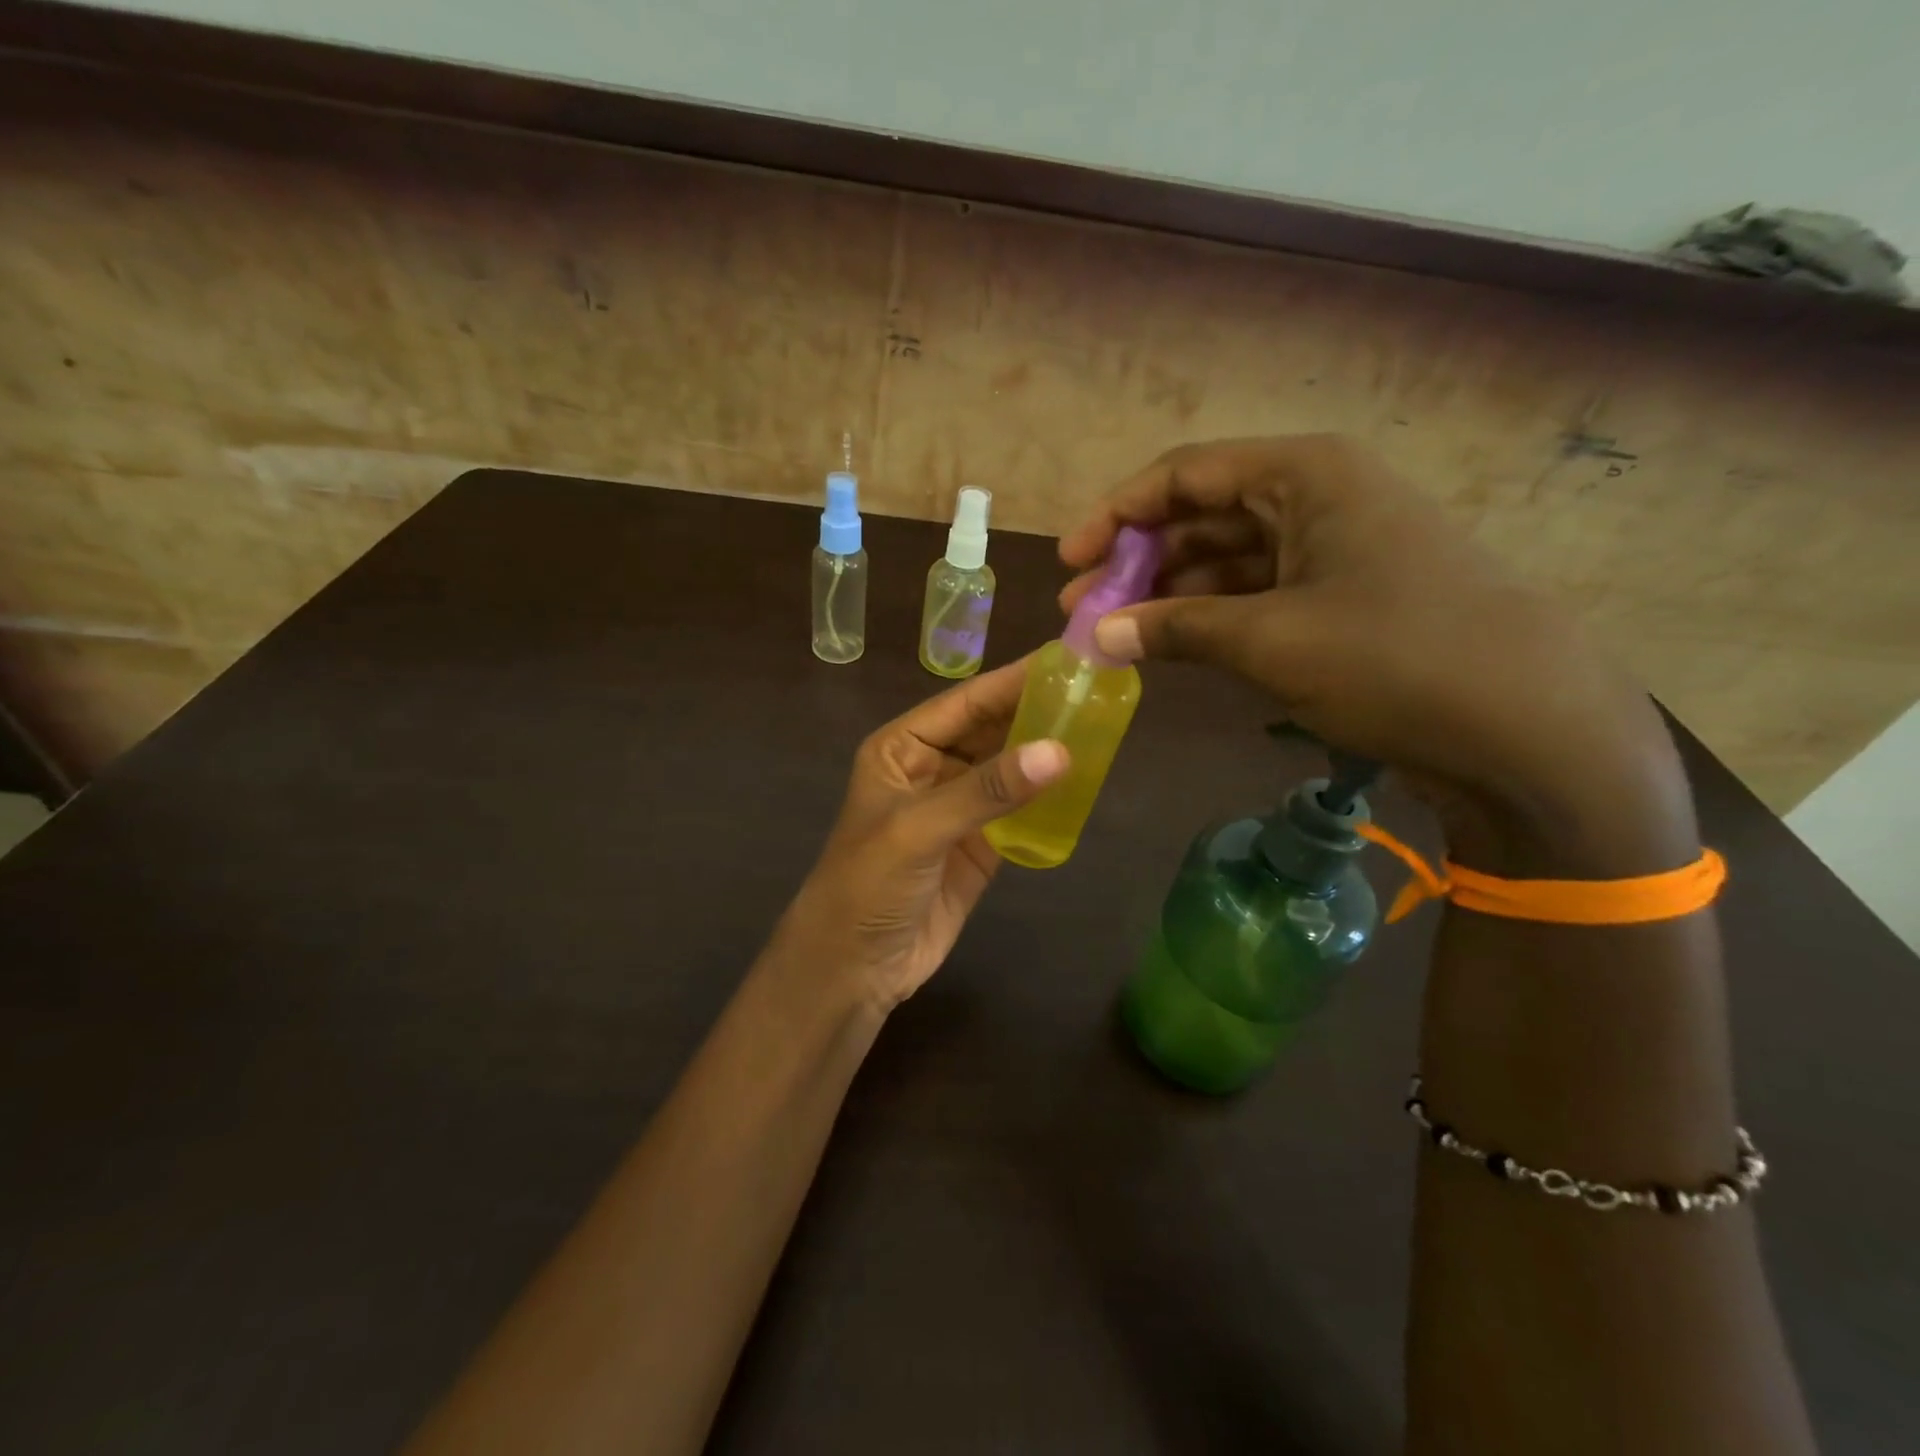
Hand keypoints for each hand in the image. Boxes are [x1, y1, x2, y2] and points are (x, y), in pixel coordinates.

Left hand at [773, 661, 1067, 1011]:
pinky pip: (1020, 811)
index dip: (1014, 680)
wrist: (854, 968)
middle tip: (1098, 690)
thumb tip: (1059, 751)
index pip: (966, 703)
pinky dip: (1048, 799)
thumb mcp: (919, 829)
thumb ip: (987, 790)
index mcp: (903, 748)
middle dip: (1037, 712)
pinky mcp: (981, 846)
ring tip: (1102, 727)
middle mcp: (932, 769)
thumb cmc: (868, 885)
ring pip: (1010, 768)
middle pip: (992, 730)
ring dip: (1046, 752)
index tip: (1068, 659)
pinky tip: (1084, 783)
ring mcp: (959, 809)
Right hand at [1060, 436, 1696, 874]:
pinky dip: (1208, 621)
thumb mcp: (1270, 640)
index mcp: (1305, 475)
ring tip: (1113, 635)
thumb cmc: (1396, 659)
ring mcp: (1332, 551)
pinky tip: (1168, 648)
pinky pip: (1254, 597)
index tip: (1071, 560)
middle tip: (1082, 609)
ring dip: (1167, 595)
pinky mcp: (1340, 601)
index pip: (1186, 474)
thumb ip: (1174, 629)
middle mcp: (1317, 498)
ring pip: (1226, 560)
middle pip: (1202, 515)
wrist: (1529, 729)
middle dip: (1137, 561)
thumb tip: (1094, 633)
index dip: (1118, 514)